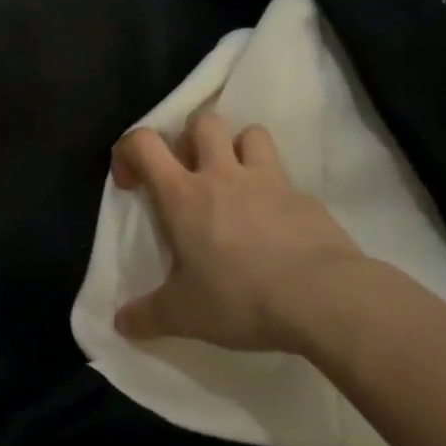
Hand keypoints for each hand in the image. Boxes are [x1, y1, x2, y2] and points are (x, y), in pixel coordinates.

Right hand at [112, 112, 365, 352]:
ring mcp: (269, 182)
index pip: (143, 142)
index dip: (129, 152)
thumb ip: (147, 316)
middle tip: (189, 175)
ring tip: (234, 183)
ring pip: (250, 134)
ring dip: (237, 149)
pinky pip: (285, 177)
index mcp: (183, 195)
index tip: (132, 184)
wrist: (325, 298)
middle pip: (203, 121)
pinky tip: (275, 225)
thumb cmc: (240, 297)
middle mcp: (223, 175)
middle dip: (190, 138)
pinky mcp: (306, 199)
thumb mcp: (184, 315)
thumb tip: (120, 324)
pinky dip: (274, 190)